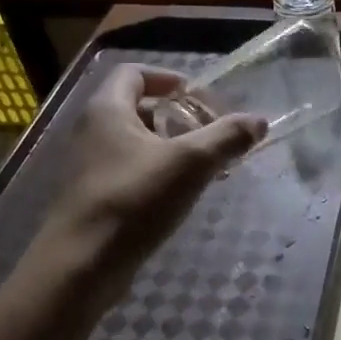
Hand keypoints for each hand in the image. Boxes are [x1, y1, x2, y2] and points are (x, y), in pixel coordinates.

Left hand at [26, 65, 263, 299]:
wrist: (82, 266)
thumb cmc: (134, 200)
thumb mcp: (190, 163)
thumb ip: (227, 137)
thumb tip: (259, 121)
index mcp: (108, 110)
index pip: (135, 73)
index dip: (169, 78)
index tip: (200, 97)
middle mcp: (93, 130)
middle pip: (139, 107)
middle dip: (179, 116)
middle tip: (211, 133)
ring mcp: (91, 165)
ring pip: (138, 141)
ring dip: (173, 146)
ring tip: (206, 165)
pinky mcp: (96, 196)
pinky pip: (132, 169)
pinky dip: (159, 171)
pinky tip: (182, 193)